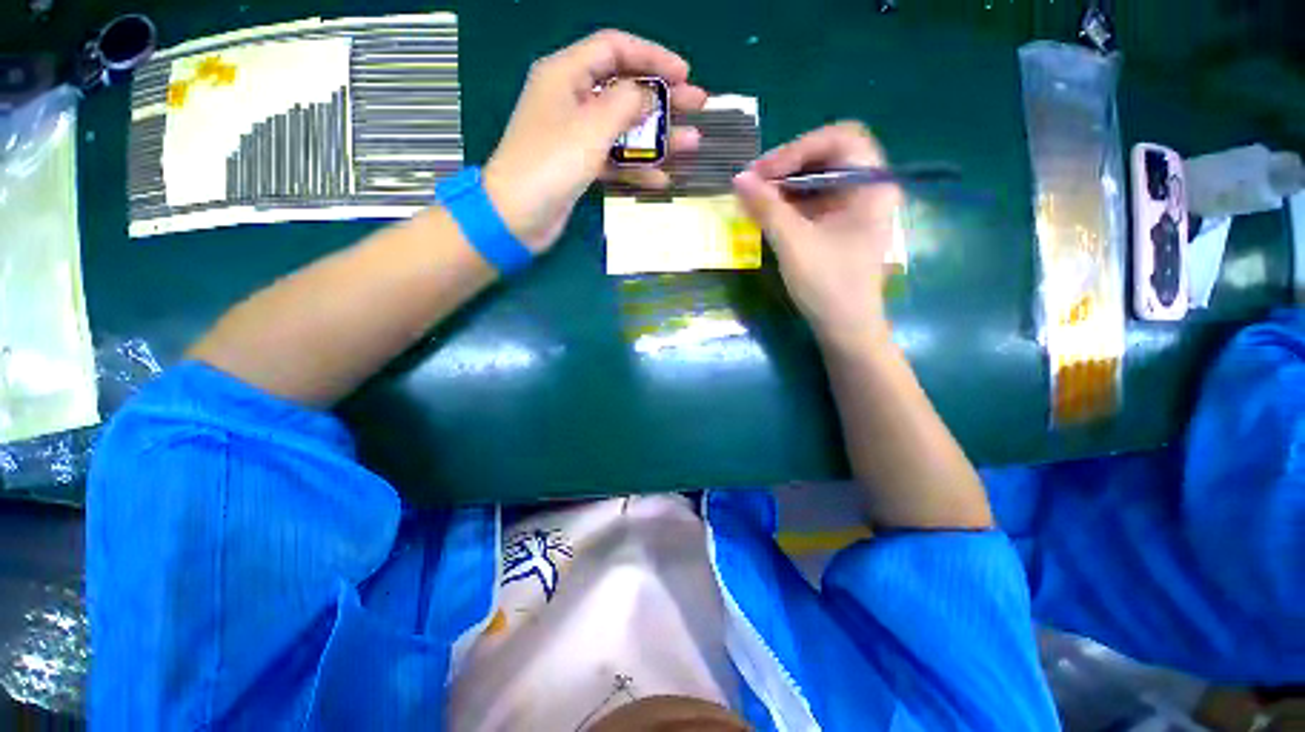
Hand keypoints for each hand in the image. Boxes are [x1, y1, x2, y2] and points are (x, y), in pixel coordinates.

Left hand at [483, 30, 707, 252]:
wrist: (517, 217)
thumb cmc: (550, 164)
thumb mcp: (591, 127)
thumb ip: (625, 103)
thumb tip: (648, 95)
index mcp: (565, 73)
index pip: (614, 48)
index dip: (652, 56)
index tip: (683, 74)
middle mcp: (571, 99)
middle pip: (624, 88)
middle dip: (663, 98)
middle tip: (698, 106)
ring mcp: (576, 136)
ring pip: (624, 128)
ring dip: (657, 137)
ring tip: (691, 144)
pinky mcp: (580, 166)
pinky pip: (614, 159)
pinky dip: (636, 168)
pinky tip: (661, 179)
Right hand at [732, 122, 902, 348]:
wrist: (845, 327)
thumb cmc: (828, 284)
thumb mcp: (794, 243)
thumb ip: (766, 207)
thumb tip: (738, 177)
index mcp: (872, 184)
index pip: (841, 137)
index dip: (799, 147)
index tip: (764, 172)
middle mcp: (868, 188)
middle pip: (829, 155)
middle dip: (789, 164)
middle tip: (755, 181)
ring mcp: (854, 207)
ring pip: (818, 178)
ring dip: (785, 183)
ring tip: (754, 197)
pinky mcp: (840, 225)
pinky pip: (814, 200)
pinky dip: (789, 202)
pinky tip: (767, 211)